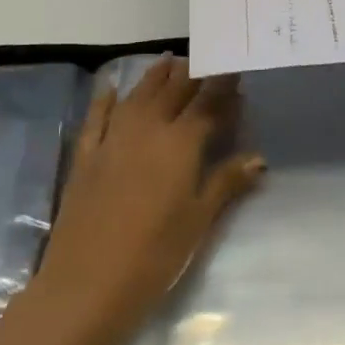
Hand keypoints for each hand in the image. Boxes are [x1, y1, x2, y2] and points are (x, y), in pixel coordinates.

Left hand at [24, 55, 263, 344]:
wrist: (86, 285)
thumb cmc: (155, 256)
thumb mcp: (199, 220)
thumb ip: (227, 182)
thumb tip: (259, 157)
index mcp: (180, 144)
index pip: (207, 103)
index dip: (223, 85)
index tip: (235, 68)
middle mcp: (146, 130)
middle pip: (172, 91)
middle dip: (192, 73)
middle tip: (206, 59)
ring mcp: (111, 141)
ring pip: (137, 96)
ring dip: (155, 77)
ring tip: (170, 60)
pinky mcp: (85, 158)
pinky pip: (96, 118)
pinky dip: (105, 100)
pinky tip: (111, 87)